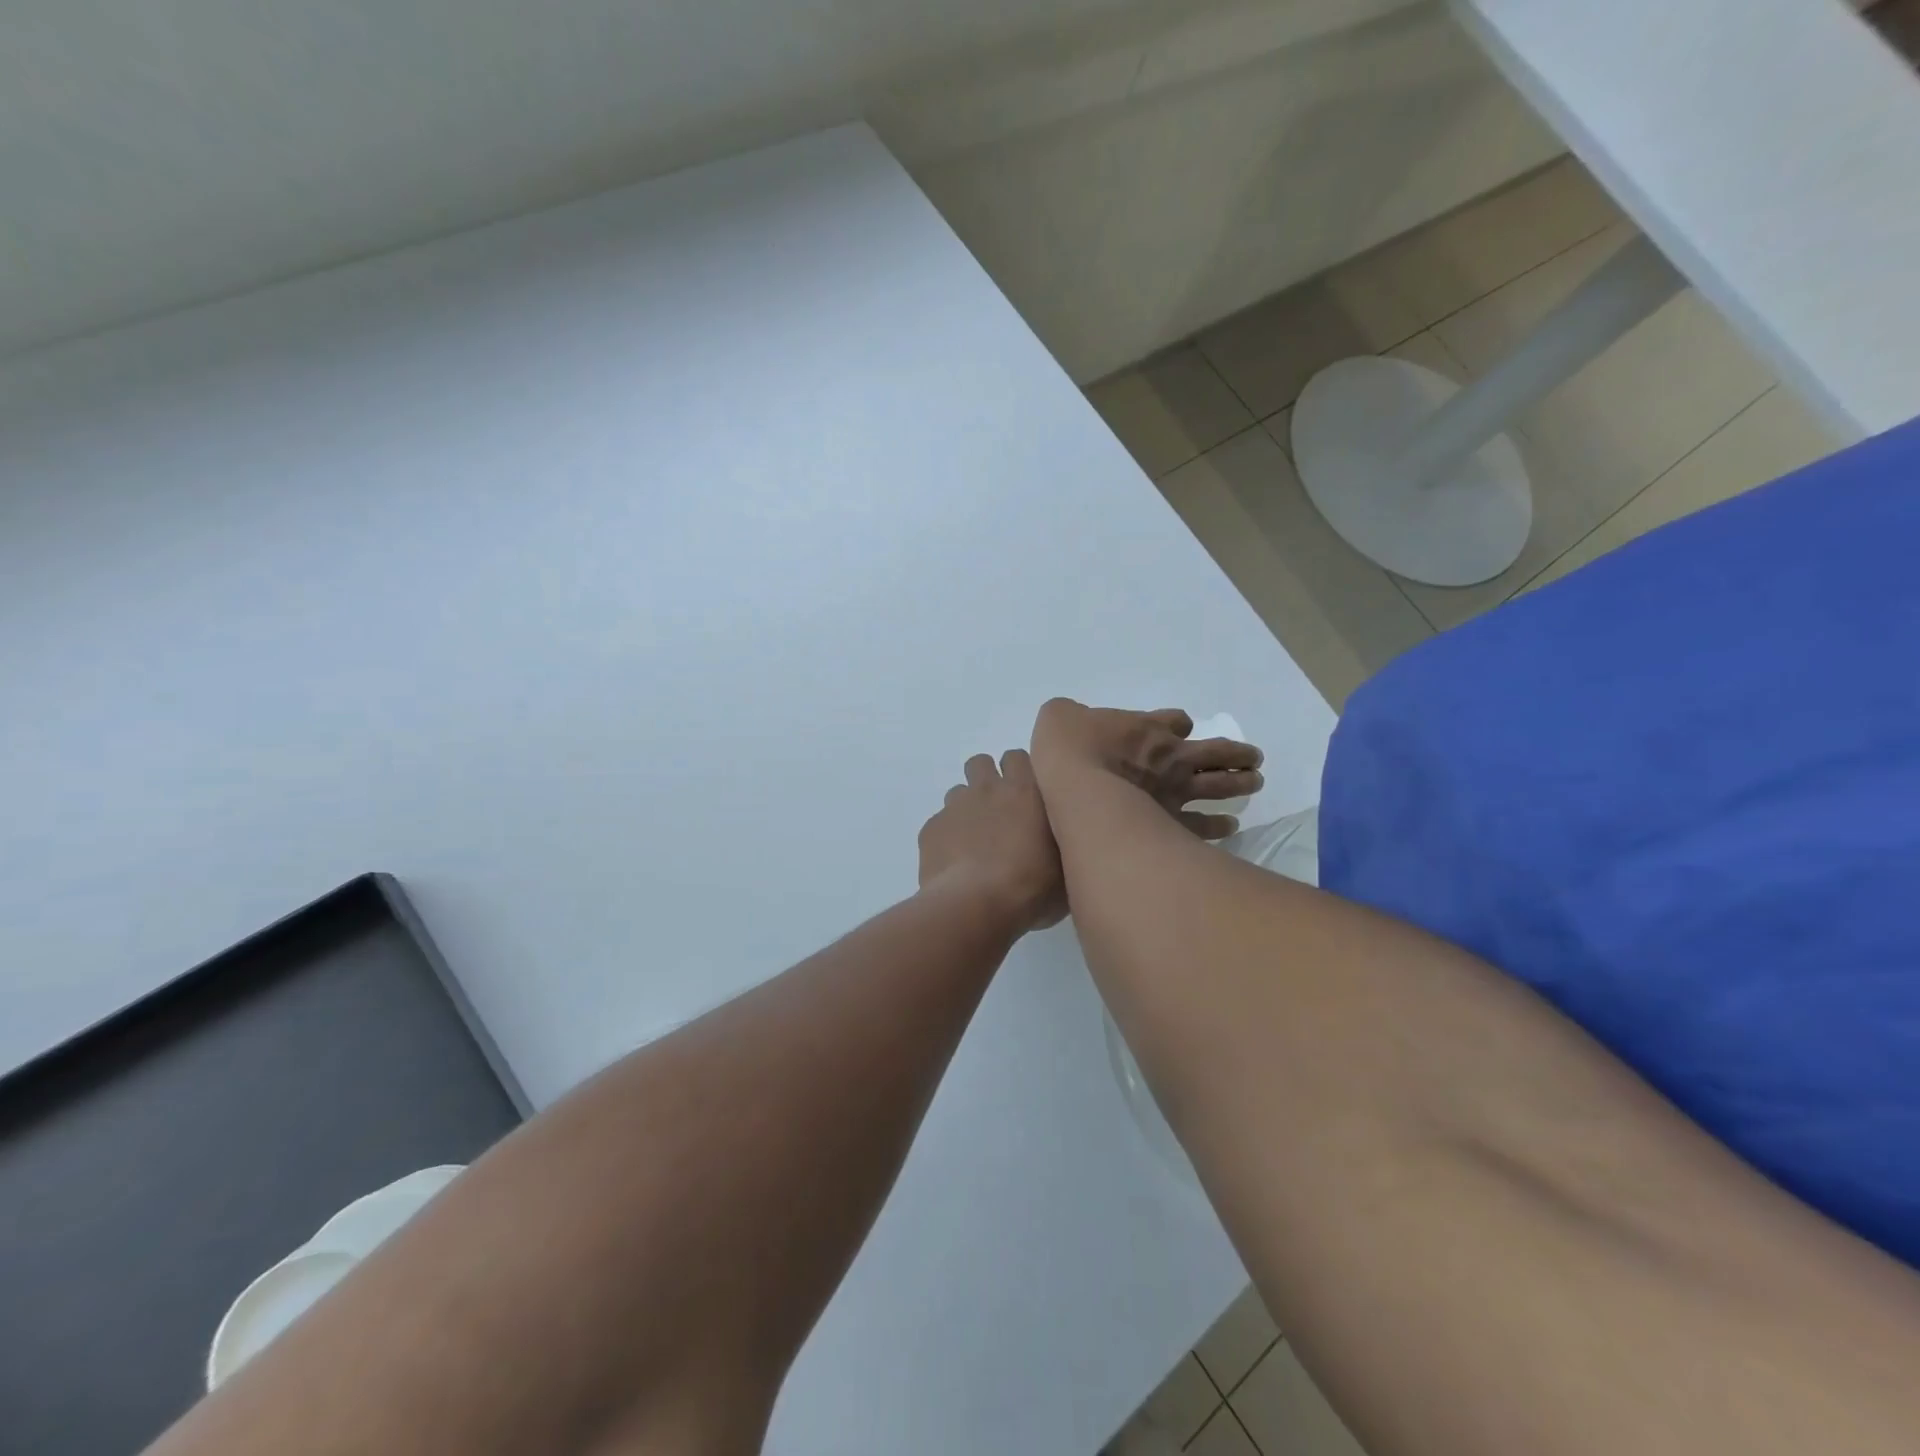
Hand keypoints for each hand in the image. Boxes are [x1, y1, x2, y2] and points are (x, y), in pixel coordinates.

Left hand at [918, 750, 1066, 933]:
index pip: (1018, 757)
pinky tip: (956, 864)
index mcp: (1025, 790)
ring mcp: (955, 807)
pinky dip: (947, 838)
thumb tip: (1054, 841)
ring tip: (975, 841)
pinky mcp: (931, 828)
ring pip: (958, 792)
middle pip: (981, 763)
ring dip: (966, 809)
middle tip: (999, 813)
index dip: (1019, 774)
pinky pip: (940, 824)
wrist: (977, 904)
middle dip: (987, 780)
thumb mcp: (1064, 864)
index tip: (1025, 798)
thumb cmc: (1032, 885)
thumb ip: (1058, 839)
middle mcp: (988, 788)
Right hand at [1029, 698, 1262, 838]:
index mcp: (1147, 727)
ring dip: (1241, 781)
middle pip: (1214, 751)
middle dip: (1236, 753)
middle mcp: (1171, 756)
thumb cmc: (1069, 746)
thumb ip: (1070, 714)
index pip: (1175, 720)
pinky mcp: (1172, 822)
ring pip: (1220, 784)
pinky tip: (1230, 827)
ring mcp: (1176, 790)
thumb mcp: (1060, 715)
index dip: (1179, 724)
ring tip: (1255, 781)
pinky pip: (1204, 825)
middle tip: (1254, 756)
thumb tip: (1070, 716)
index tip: (1181, 729)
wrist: (1079, 786)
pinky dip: (1220, 826)